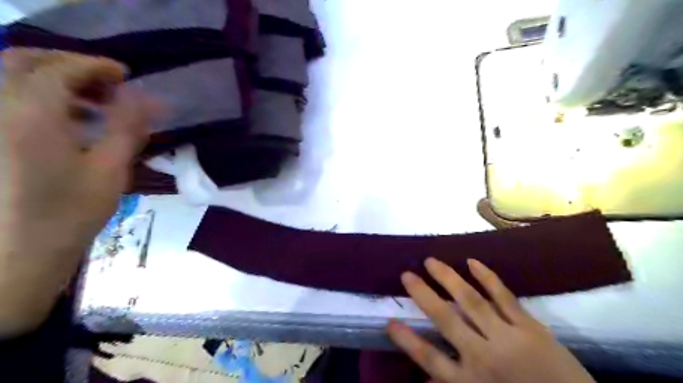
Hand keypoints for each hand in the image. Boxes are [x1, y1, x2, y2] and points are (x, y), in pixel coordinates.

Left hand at [1, 48, 159, 334]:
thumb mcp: (111, 170)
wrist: (17, 252)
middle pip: (24, 61)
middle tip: (106, 82)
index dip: (96, 65)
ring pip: (9, 77)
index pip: (62, 69)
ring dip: (54, 79)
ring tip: (92, 102)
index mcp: (32, 115)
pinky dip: (38, 97)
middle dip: (69, 64)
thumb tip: (151, 100)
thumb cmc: (71, 213)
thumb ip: (128, 129)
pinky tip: (67, 120)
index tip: (126, 74)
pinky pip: (7, 100)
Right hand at [386, 257, 595, 382]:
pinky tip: (471, 262)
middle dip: (423, 295)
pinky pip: (503, 297)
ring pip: (470, 301)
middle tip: (406, 275)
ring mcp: (507, 337)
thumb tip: (427, 378)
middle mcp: (483, 356)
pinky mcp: (530, 326)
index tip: (389, 321)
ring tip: (430, 261)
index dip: (408, 340)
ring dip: (448, 278)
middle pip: (445, 320)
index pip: (430, 358)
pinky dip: (487, 278)